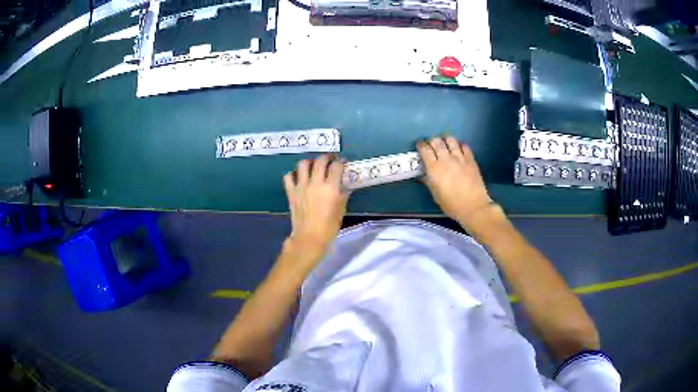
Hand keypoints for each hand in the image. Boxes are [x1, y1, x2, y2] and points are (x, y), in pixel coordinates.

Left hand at [283, 155, 348, 257]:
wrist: (309, 238)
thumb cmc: (328, 227)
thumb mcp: (341, 211)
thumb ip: (343, 195)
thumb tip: (345, 186)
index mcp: (330, 188)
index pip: (336, 167)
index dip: (340, 162)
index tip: (342, 163)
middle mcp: (315, 183)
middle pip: (320, 161)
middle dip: (326, 157)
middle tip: (329, 160)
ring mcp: (301, 187)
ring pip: (302, 164)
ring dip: (309, 162)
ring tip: (312, 166)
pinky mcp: (291, 192)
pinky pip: (288, 177)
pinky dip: (293, 174)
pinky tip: (298, 177)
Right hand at [417, 137, 492, 228]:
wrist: (474, 207)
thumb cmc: (452, 205)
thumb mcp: (436, 195)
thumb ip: (429, 182)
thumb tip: (423, 175)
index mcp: (434, 168)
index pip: (425, 150)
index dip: (421, 145)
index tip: (420, 146)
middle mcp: (446, 159)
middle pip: (436, 141)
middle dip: (432, 141)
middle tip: (432, 145)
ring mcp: (460, 158)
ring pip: (450, 140)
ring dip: (445, 140)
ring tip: (445, 145)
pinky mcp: (471, 160)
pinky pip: (464, 146)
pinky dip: (459, 145)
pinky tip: (459, 150)